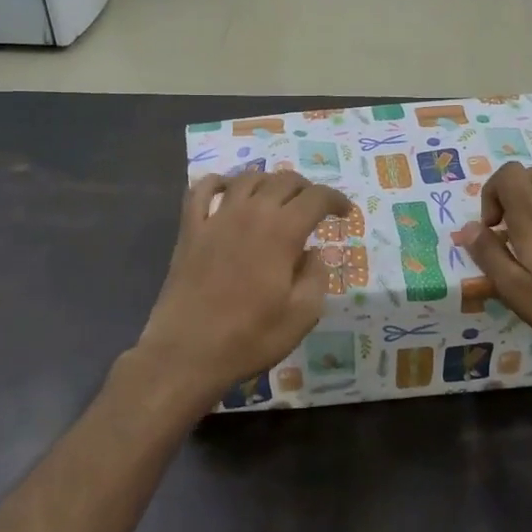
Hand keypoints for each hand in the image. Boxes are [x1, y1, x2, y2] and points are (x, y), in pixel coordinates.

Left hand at [135, 171, 351, 417]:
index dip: (335, 200)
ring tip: (277, 196)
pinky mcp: (190, 230)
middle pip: (284, 180)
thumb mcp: (302, 316)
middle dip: (306, 188)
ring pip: (247, 178)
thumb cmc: (249, 338)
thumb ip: (316, 277)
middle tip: (314, 207)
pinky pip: (202, 190)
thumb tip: (313, 254)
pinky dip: (218, 182)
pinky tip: (227, 190)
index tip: (345, 213)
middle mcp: (251, 214)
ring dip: (269, 181)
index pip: (316, 198)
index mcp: (282, 232)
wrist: (186, 353)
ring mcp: (216, 218)